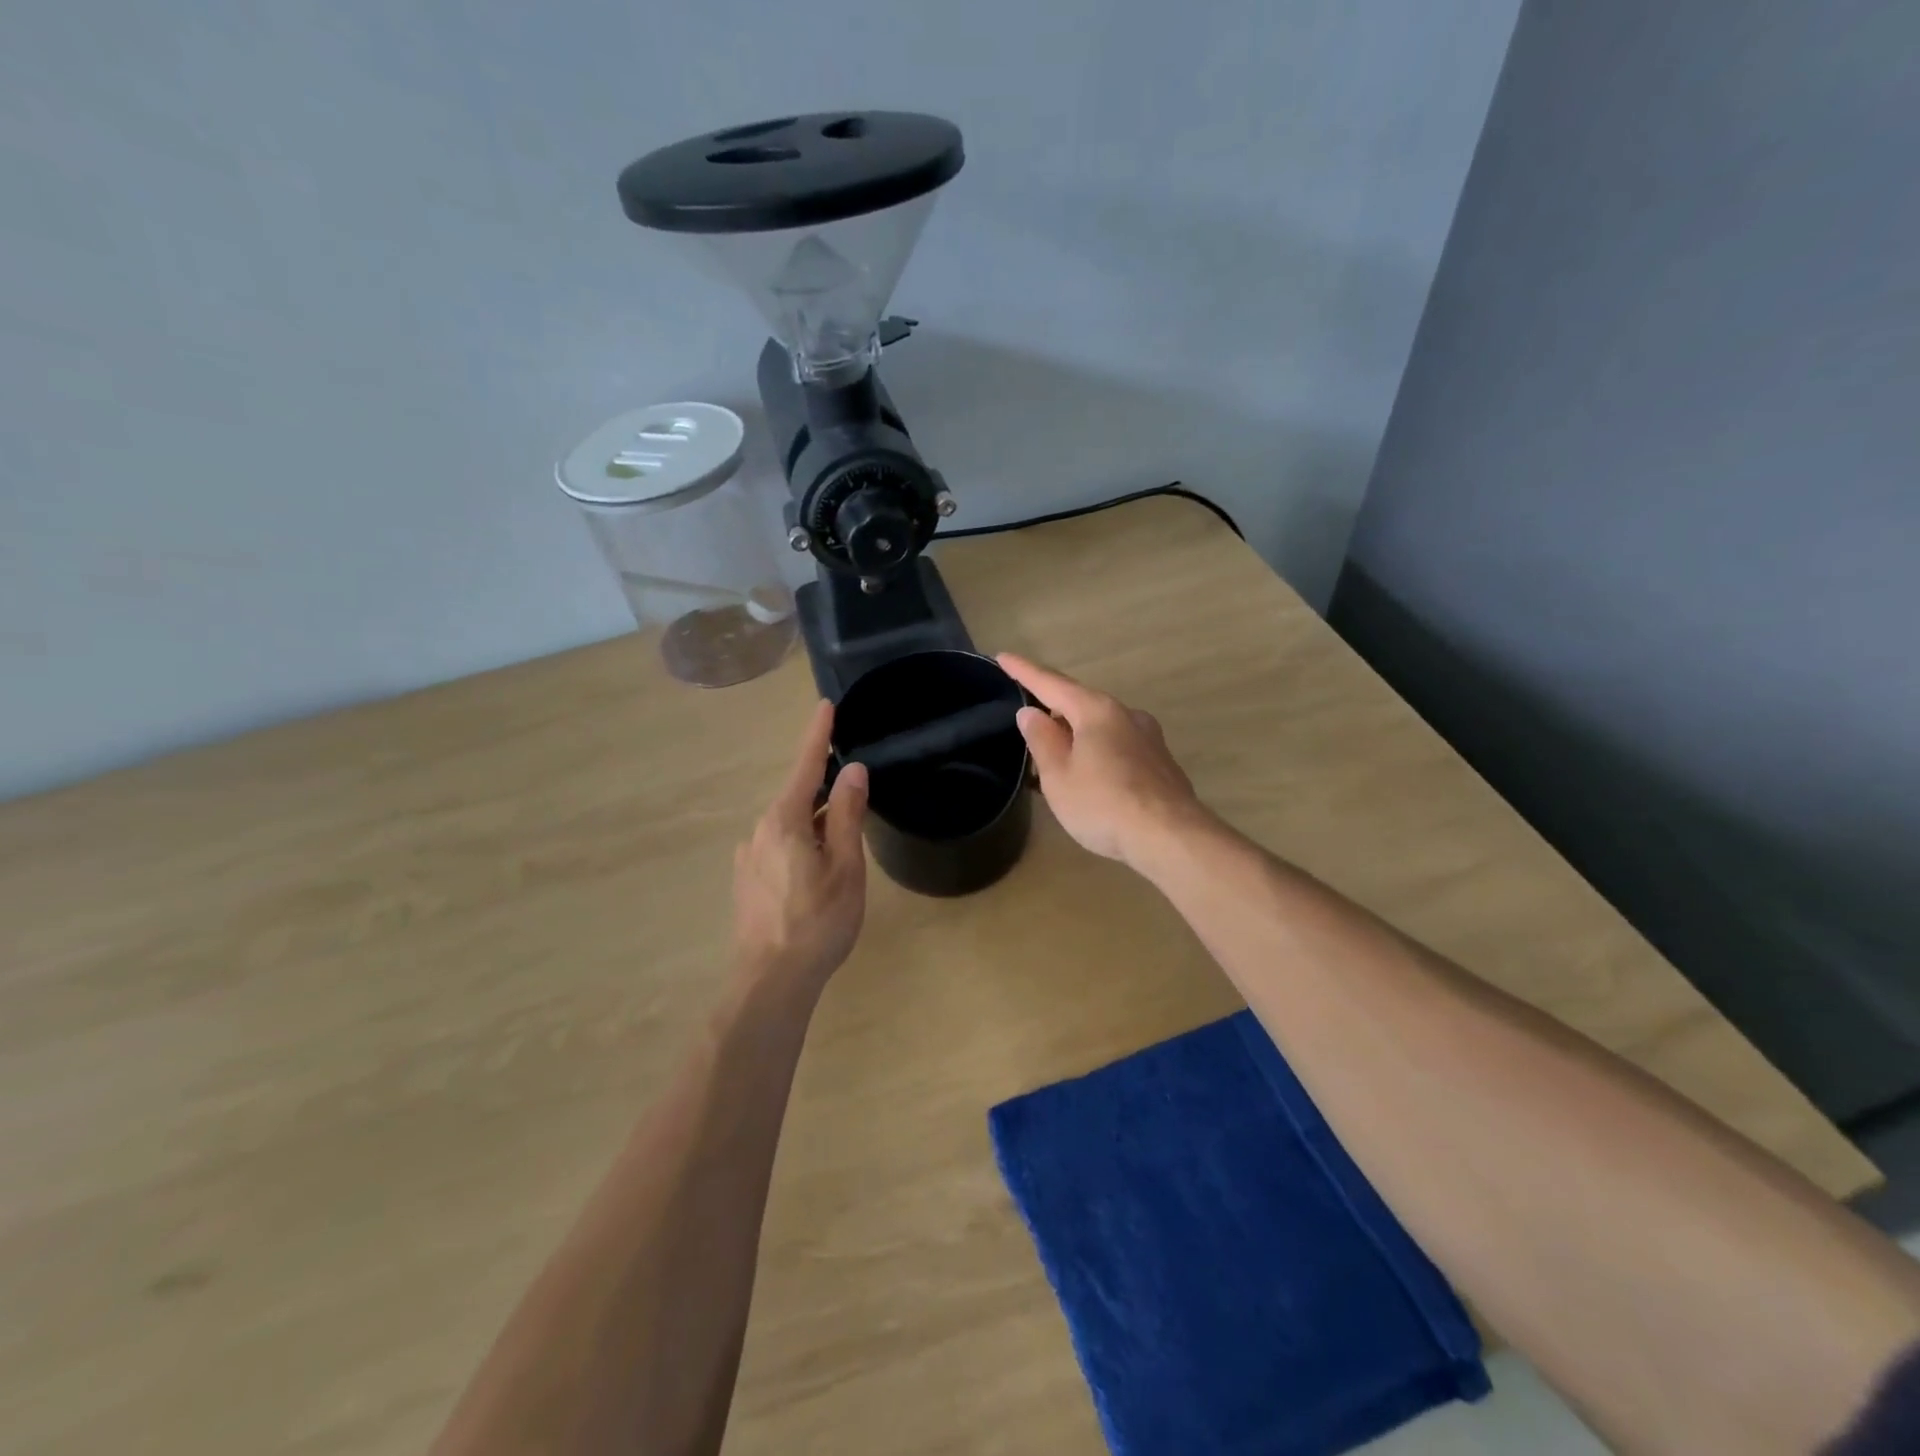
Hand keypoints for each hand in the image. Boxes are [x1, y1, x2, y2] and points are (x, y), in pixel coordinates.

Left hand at [732, 702, 868, 989]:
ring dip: (815, 824)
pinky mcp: (747, 882)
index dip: (817, 735)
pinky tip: (817, 875)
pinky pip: (779, 848)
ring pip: (789, 826)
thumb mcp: (845, 865)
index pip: (805, 766)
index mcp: (784, 820)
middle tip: (856, 796)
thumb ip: (847, 815)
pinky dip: (802, 846)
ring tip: (843, 849)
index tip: (825, 706)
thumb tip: (852, 771)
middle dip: (825, 791)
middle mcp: (760, 831)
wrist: (771, 981)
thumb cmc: (818, 921)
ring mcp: (749, 858)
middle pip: (798, 797)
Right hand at [998, 654, 1208, 870]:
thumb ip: (1042, 740)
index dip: (1024, 671)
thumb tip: (1032, 712)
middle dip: (1053, 710)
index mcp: (1096, 710)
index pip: (1051, 684)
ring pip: (1101, 727)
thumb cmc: (1103, 804)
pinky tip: (1091, 777)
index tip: (1003, 657)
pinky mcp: (1160, 762)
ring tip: (1057, 759)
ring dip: (1076, 735)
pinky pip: (1118, 747)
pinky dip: (1097, 753)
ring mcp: (1149, 737)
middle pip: (1080, 704)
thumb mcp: (1059, 775)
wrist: (1170, 837)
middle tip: (1028, 724)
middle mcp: (1126, 714)